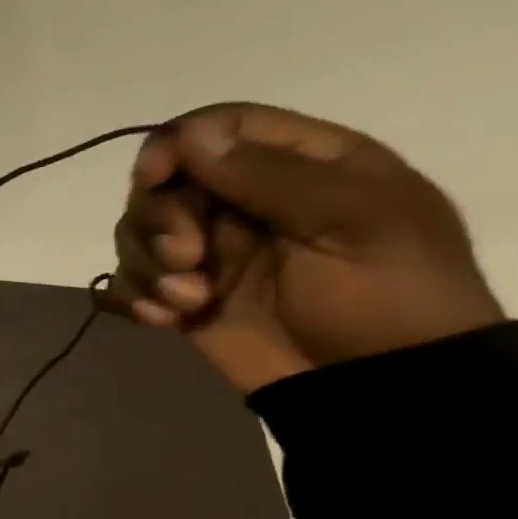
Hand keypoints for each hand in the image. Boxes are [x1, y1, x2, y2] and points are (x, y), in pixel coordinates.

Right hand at [103, 102, 503, 393]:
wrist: (380, 390)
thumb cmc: (387, 296)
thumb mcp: (353, 221)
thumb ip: (272, 175)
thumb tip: (188, 134)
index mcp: (299, 166)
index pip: (217, 128)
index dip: (174, 145)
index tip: (153, 178)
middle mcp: (243, 201)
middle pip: (164, 183)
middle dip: (161, 220)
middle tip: (187, 258)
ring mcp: (210, 252)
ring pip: (138, 233)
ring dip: (148, 265)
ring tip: (185, 303)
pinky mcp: (184, 297)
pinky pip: (130, 283)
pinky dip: (134, 297)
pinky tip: (162, 320)